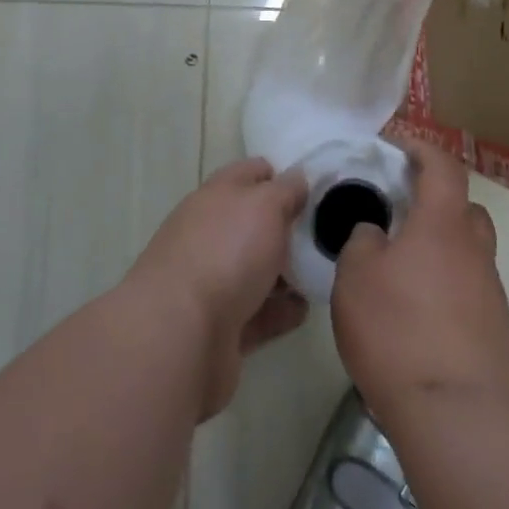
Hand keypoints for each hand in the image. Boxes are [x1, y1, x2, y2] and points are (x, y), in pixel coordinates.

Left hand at [126, 158, 309, 418]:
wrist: (181, 335)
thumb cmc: (226, 253)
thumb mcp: (265, 205)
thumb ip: (286, 190)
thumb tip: (297, 179)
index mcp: (216, 197)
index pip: (251, 173)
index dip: (281, 175)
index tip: (315, 188)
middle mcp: (209, 234)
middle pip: (254, 223)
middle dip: (288, 227)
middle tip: (328, 234)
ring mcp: (211, 282)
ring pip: (256, 269)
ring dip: (287, 272)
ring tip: (322, 273)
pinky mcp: (220, 326)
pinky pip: (258, 312)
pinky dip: (281, 311)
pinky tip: (304, 309)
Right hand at [331, 139, 508, 417]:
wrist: (457, 413)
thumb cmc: (397, 331)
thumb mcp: (355, 278)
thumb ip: (362, 242)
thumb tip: (377, 234)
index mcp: (442, 224)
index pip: (442, 165)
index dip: (420, 147)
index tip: (395, 144)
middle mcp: (475, 248)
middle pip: (463, 207)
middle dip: (435, 200)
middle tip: (400, 211)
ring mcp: (490, 290)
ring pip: (468, 249)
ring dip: (441, 246)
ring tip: (404, 267)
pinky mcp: (496, 328)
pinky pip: (469, 287)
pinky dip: (447, 285)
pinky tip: (419, 311)